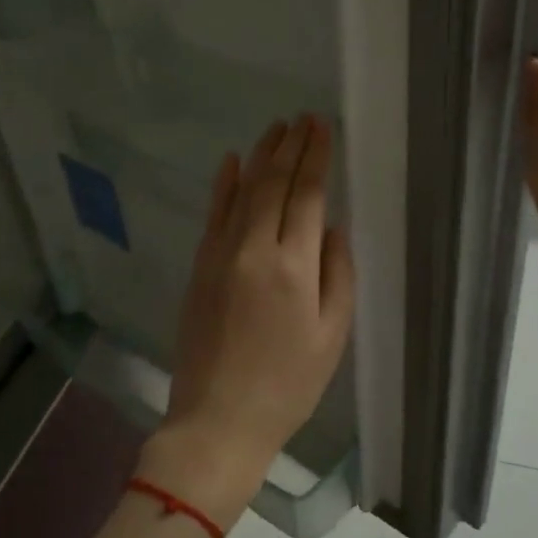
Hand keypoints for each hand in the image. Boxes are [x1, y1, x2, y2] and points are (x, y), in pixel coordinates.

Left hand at [137, 114, 356, 530]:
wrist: (218, 419)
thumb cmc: (288, 384)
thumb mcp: (332, 336)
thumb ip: (338, 274)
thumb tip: (333, 228)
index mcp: (294, 267)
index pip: (308, 195)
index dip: (316, 157)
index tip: (322, 127)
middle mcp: (255, 249)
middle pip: (274, 184)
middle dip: (291, 146)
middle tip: (303, 118)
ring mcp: (221, 255)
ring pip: (243, 191)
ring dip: (260, 156)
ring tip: (276, 128)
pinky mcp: (200, 267)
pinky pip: (213, 215)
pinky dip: (223, 185)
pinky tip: (232, 161)